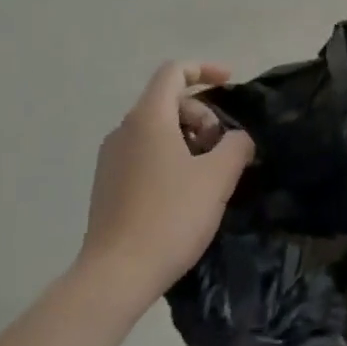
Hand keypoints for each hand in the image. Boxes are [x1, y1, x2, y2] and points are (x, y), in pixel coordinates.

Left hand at [79, 62, 253, 303]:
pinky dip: (170, 157)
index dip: (205, 70)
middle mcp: (124, 130)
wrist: (116, 275)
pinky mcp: (107, 186)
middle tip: (223, 147)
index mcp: (148, 118)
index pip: (174, 72)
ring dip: (188, 138)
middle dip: (202, 114)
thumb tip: (238, 139)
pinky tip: (186, 192)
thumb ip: (236, 146)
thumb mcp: (218, 177)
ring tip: (208, 172)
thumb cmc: (170, 216)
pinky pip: (144, 153)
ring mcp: (111, 159)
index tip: (231, 83)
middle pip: (167, 101)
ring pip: (156, 129)